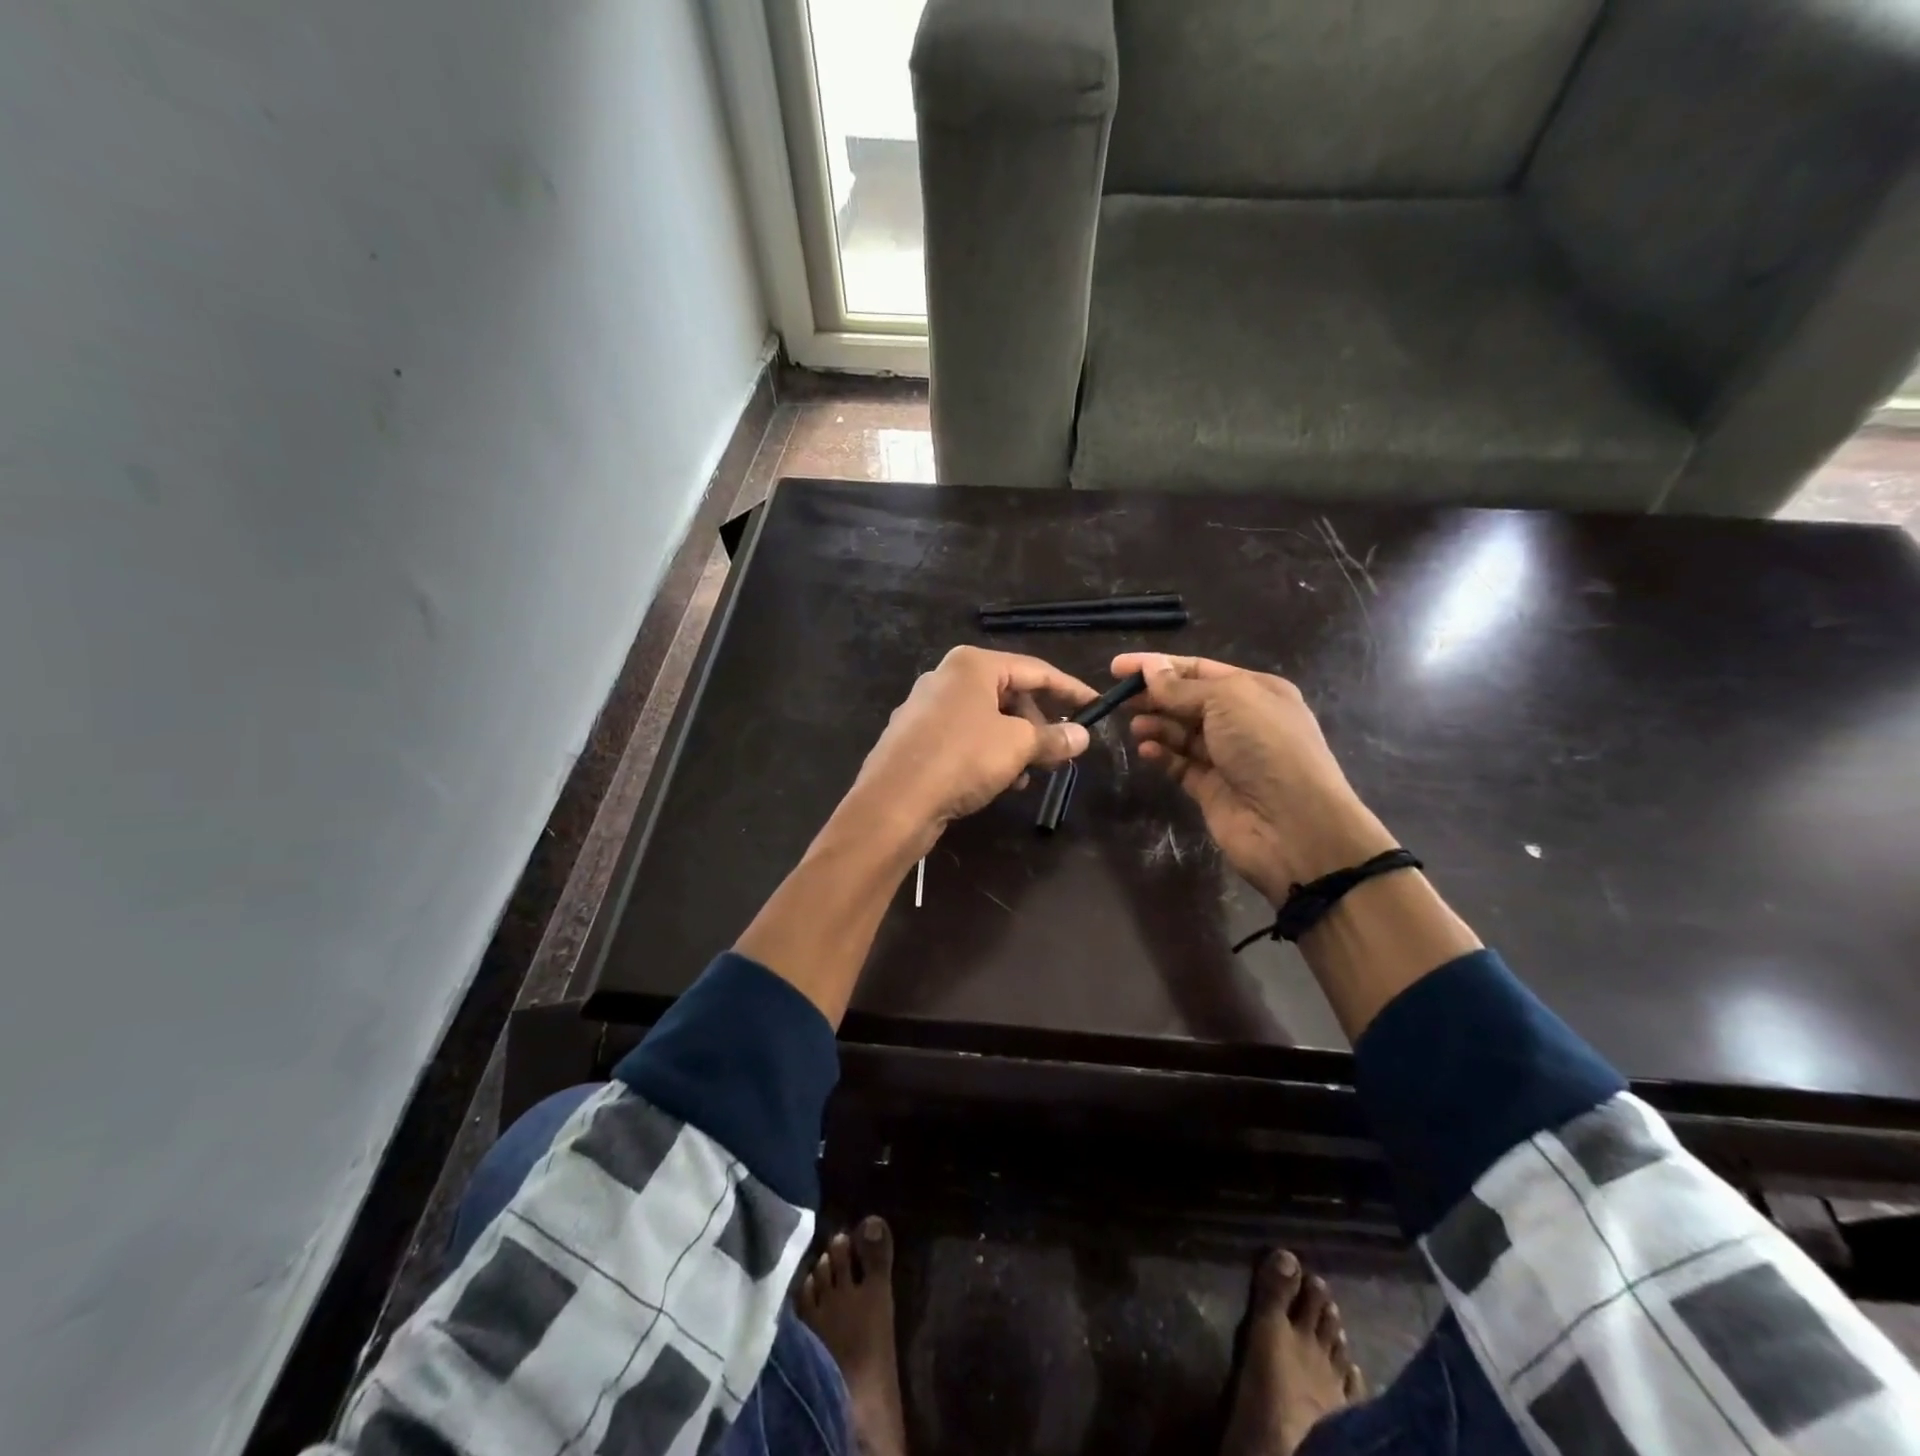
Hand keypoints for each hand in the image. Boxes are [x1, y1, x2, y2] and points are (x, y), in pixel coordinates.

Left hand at [848, 646, 1097, 853]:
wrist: (893, 802)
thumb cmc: (961, 759)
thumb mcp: (1017, 746)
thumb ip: (1053, 737)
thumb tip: (1082, 736)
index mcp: (972, 665)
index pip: (1035, 670)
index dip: (1070, 690)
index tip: (1096, 707)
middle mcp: (946, 677)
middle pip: (1009, 694)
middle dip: (1038, 724)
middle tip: (1059, 752)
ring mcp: (926, 707)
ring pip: (986, 719)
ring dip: (1014, 744)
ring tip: (1028, 775)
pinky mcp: (915, 737)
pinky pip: (964, 738)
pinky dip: (987, 753)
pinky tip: (998, 783)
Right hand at [1116, 652, 1395, 901]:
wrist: (1293, 825)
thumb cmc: (1266, 747)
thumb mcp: (1227, 701)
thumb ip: (1182, 687)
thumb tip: (1150, 670)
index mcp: (1255, 691)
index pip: (1199, 669)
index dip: (1159, 665)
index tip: (1118, 667)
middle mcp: (1242, 720)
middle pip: (1187, 700)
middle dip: (1154, 696)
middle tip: (1117, 698)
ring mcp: (1227, 756)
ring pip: (1181, 733)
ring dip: (1156, 725)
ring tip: (1134, 726)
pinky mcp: (1211, 788)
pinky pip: (1180, 764)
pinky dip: (1162, 755)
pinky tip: (1145, 751)